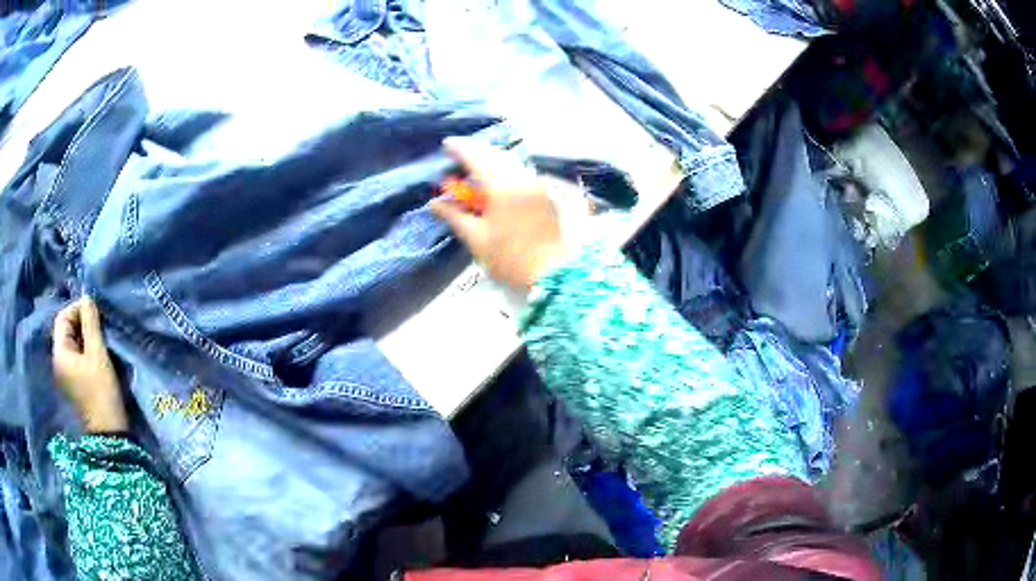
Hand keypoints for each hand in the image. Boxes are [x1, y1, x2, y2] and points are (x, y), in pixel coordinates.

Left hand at [52, 297, 127, 432]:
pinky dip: (83, 349)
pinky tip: (95, 353)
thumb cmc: (101, 391)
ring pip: (70, 344)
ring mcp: (64, 374)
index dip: (76, 308)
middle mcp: (57, 362)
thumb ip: (91, 323)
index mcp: (60, 354)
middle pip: (65, 331)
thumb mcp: (98, 354)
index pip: (62, 318)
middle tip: (98, 322)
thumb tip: (87, 297)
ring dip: (83, 336)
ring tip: (99, 337)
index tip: (93, 309)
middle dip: (80, 322)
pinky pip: (74, 357)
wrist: (109, 433)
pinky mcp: (72, 383)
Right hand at [432, 139, 572, 289]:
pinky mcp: (543, 193)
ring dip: (490, 157)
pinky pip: (520, 170)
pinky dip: (504, 166)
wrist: (550, 272)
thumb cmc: (509, 258)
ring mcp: (534, 184)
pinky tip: (495, 175)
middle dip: (475, 149)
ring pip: (509, 160)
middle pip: (495, 154)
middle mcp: (520, 178)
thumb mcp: (476, 238)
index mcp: (501, 187)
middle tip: (457, 152)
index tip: (446, 145)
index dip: (460, 149)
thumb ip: (455, 216)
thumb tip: (434, 203)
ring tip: (474, 162)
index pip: (477, 158)